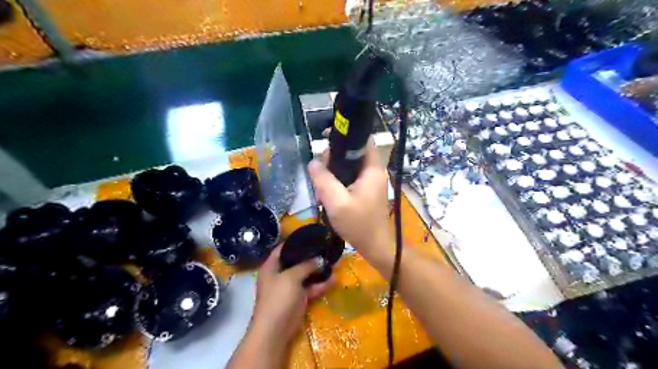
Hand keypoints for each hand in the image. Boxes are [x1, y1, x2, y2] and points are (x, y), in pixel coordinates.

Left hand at [251, 246, 336, 344]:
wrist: (275, 330)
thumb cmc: (278, 298)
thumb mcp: (291, 277)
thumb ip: (306, 265)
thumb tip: (319, 259)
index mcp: (271, 266)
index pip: (282, 248)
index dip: (294, 241)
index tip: (310, 236)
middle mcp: (279, 274)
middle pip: (296, 261)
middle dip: (311, 256)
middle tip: (326, 248)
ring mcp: (289, 287)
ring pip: (305, 275)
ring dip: (318, 270)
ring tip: (334, 262)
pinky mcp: (298, 299)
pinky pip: (310, 288)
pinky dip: (320, 284)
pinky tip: (334, 279)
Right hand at [307, 139, 391, 258]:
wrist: (374, 245)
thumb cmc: (358, 224)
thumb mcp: (336, 202)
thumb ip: (323, 180)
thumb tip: (313, 162)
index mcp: (372, 169)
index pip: (363, 140)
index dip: (346, 136)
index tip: (327, 140)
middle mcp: (374, 171)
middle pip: (354, 152)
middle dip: (335, 158)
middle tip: (320, 171)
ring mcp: (371, 181)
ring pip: (350, 166)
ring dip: (335, 172)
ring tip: (322, 185)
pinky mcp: (367, 190)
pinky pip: (351, 177)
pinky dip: (339, 181)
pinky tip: (329, 193)